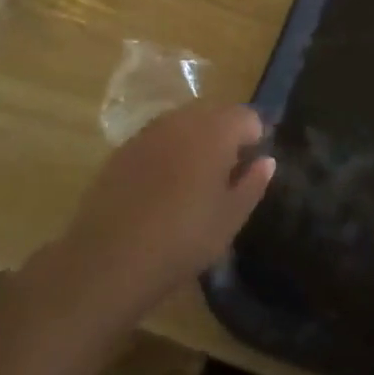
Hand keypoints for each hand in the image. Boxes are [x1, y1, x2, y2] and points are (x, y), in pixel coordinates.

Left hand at [61, 101, 274, 309]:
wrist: (107, 260)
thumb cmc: (182, 238)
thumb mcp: (230, 218)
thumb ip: (253, 184)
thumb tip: (266, 161)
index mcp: (217, 130)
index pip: (248, 117)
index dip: (254, 140)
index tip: (250, 168)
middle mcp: (184, 119)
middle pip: (216, 114)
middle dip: (226, 136)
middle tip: (225, 175)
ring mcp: (150, 131)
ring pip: (184, 124)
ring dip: (195, 142)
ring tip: (193, 181)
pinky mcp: (123, 149)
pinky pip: (158, 140)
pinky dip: (167, 153)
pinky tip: (161, 188)